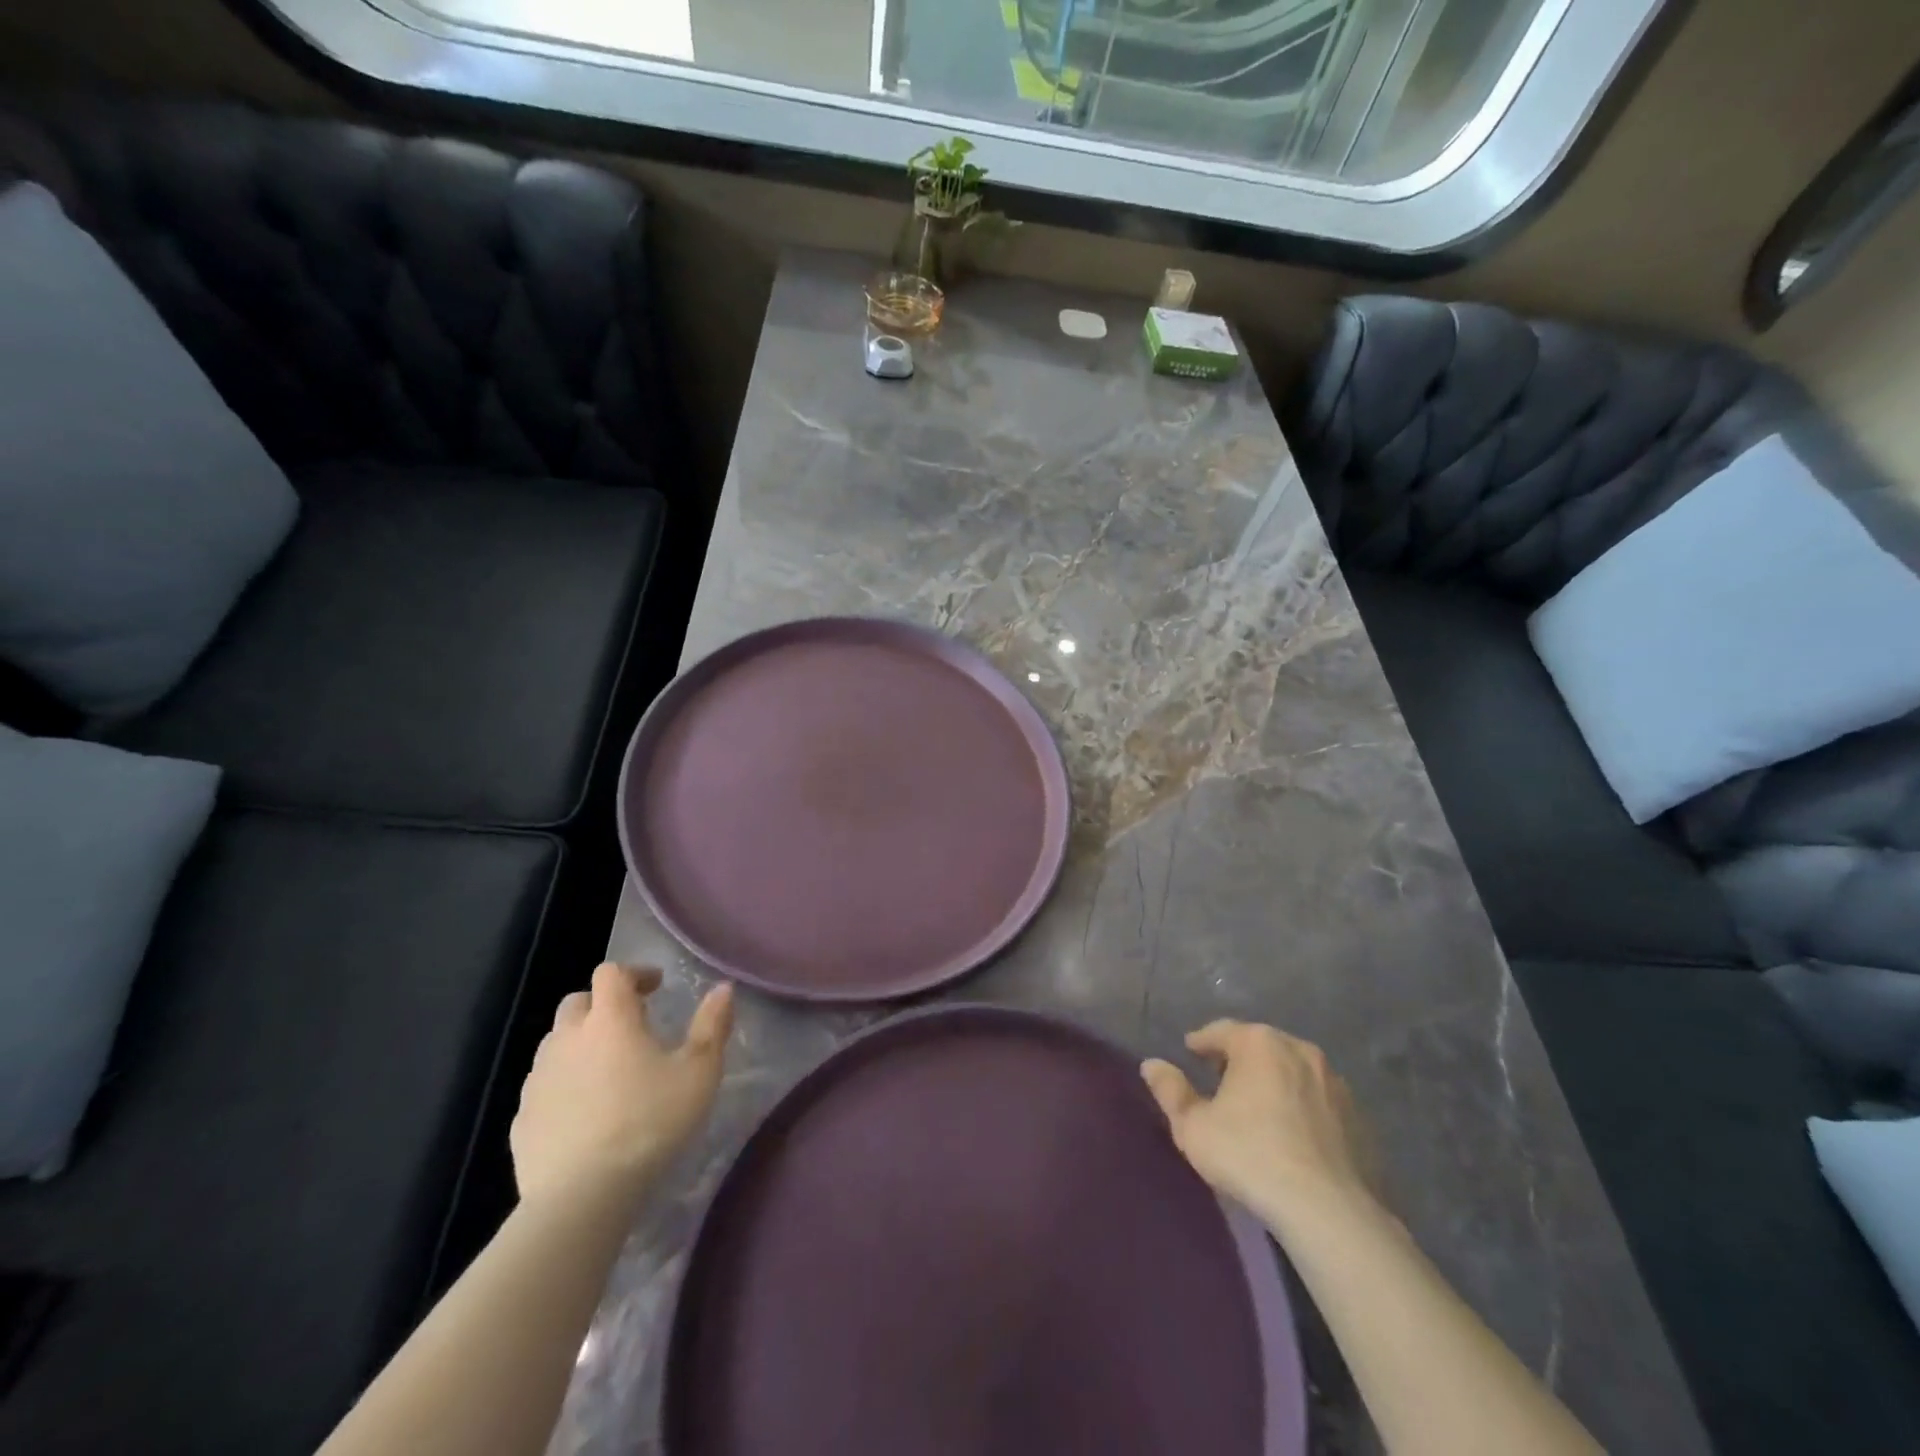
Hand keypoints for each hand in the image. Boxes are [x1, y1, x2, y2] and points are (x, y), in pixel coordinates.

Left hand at [511, 963, 733, 1209]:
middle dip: (603, 1005)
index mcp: (609, 1019)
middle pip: (577, 1003)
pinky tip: (584, 1111)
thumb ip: (712, 1025)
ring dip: (580, 1044)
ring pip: (556, 1043)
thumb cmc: (649, 1123)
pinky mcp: (521, 1118)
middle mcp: (567, 1039)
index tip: (656, 987)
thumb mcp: (699, 1073)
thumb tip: (724, 987)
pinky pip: (543, 1086)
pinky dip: (563, 1084)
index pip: (611, 973)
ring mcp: (538, 1079)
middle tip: (631, 1025)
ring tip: (607, 1069)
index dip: (634, 973)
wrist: (580, 1197)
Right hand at [1142, 1020, 1374, 1227]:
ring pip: (1293, 1071)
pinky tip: (1293, 1135)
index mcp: (1259, 1043)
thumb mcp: (1193, 1127)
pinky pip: (1319, 1101)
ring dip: (1274, 1081)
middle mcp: (1299, 1049)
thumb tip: (1151, 1064)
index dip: (1202, 1042)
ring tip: (1258, 1108)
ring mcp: (1335, 1083)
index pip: (1221, 1031)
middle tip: (1221, 1080)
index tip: (1191, 1053)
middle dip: (1239, 1058)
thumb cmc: (1250, 1156)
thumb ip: (1170, 1091)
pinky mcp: (1359, 1117)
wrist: (1330, 1211)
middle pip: (1260, 1046)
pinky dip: (1302, 1107)